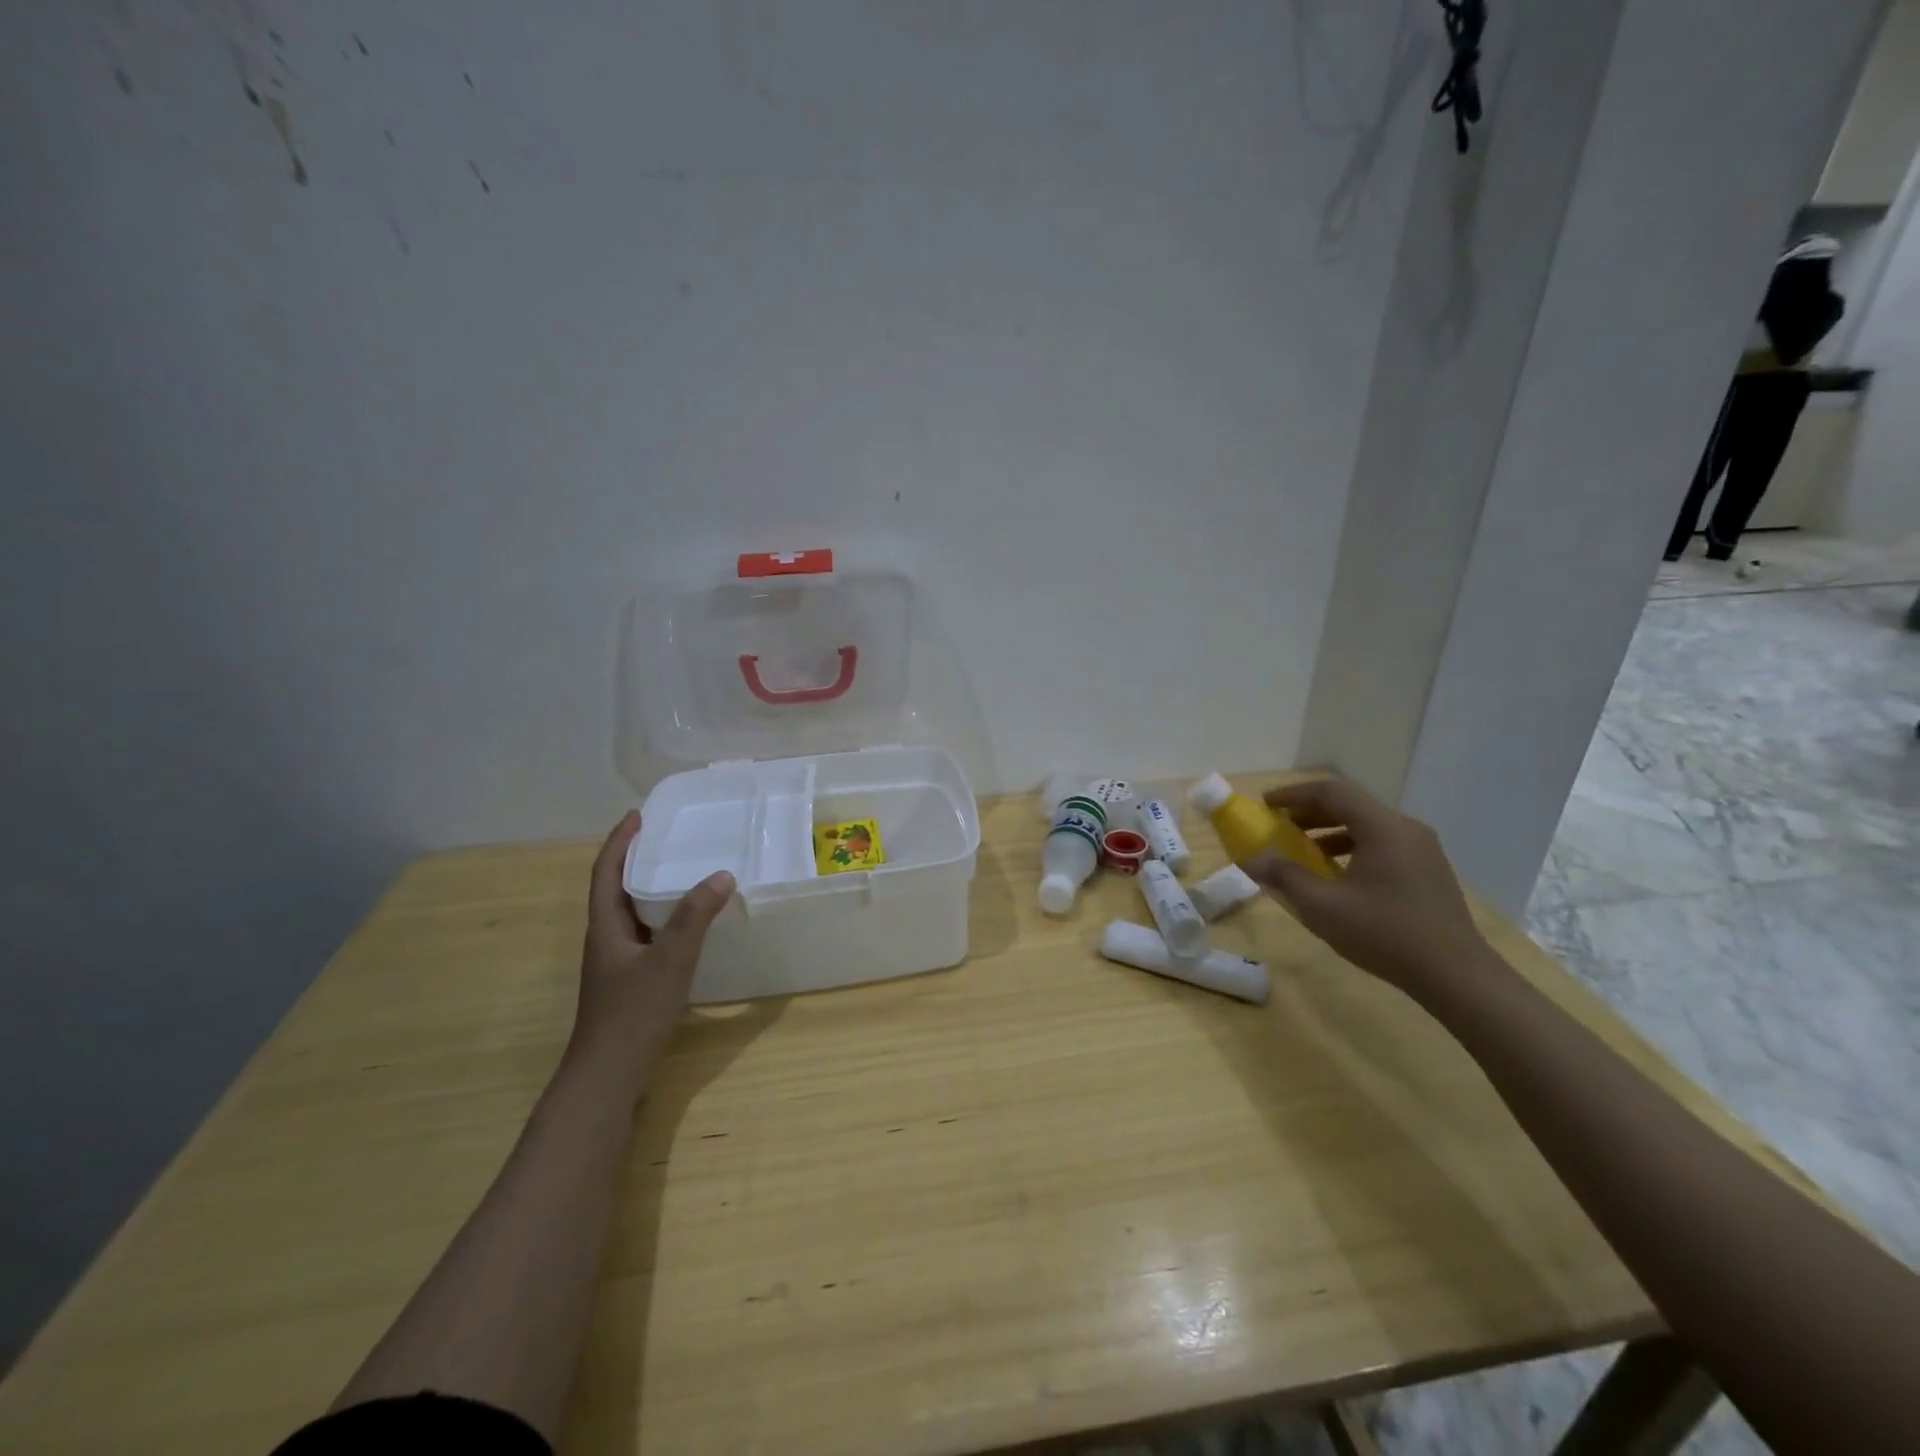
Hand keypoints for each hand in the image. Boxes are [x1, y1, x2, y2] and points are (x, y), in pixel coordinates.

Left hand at [572, 810, 733, 1089]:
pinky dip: (664, 918)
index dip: (620, 841)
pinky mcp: (630, 982)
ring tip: (683, 871)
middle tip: (669, 837)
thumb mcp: (669, 961)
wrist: (608, 1077)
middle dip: (637, 859)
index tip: (639, 815)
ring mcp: (616, 963)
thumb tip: (722, 874)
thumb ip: (695, 917)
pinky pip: (646, 935)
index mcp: (605, 927)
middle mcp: (606, 939)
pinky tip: (689, 925)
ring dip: (651, 888)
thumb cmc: (632, 1014)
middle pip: (616, 888)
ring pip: (632, 913)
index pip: (606, 871)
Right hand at [1245, 778, 1485, 993]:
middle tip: (1278, 826)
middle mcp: (1406, 829)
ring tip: (1302, 851)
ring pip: (1367, 825)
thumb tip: (1251, 857)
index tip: (1266, 805)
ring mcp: (1422, 849)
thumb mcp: (1323, 906)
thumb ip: (1284, 876)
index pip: (1332, 792)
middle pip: (1351, 805)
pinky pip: (1382, 844)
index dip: (1294, 794)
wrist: (1456, 976)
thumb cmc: (1385, 934)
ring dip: (1329, 831)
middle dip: (1309, 812)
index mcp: (1383, 828)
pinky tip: (1337, 874)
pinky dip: (1352, 847)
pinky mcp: (1428, 870)